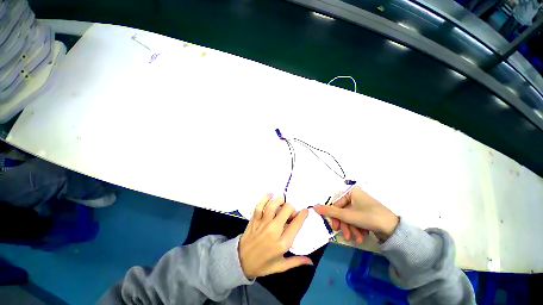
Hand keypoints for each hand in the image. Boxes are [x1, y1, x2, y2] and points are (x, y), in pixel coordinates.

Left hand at [239, 194, 312, 278]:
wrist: (241, 262)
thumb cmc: (263, 265)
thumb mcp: (281, 266)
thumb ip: (297, 262)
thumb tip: (311, 261)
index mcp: (282, 243)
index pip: (296, 225)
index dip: (302, 215)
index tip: (305, 211)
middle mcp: (273, 231)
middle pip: (286, 210)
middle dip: (292, 208)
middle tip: (291, 213)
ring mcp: (262, 224)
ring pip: (273, 205)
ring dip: (280, 200)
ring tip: (283, 202)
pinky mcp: (254, 219)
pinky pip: (260, 206)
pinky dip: (265, 198)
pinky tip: (271, 194)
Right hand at [313, 186, 398, 242]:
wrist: (394, 229)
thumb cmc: (369, 217)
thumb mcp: (347, 215)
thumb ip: (330, 211)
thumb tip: (314, 207)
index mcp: (351, 192)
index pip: (336, 204)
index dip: (335, 217)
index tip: (335, 228)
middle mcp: (356, 196)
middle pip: (343, 212)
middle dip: (345, 225)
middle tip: (346, 236)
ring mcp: (361, 204)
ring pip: (350, 217)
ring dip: (351, 229)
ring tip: (357, 239)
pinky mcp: (366, 212)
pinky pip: (357, 219)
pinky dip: (357, 228)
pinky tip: (362, 235)